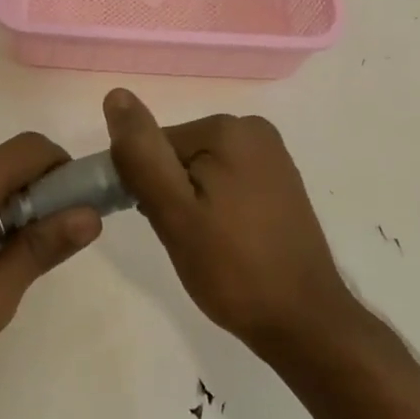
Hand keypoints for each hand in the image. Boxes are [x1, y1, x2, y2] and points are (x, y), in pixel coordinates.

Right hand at [104, 88, 352, 354]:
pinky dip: (214, 208)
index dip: (145, 185)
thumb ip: (141, 154)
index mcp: (228, 130)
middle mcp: (254, 131)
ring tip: (206, 244)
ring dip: (190, 203)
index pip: (154, 145)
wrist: (304, 323)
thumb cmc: (232, 268)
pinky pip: (225, 183)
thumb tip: (116, 95)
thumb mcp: (173, 211)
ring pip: (199, 172)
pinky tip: (226, 241)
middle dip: (170, 193)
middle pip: (177, 154)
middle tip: (185, 238)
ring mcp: (272, 157)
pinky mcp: (279, 183)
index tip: (159, 222)